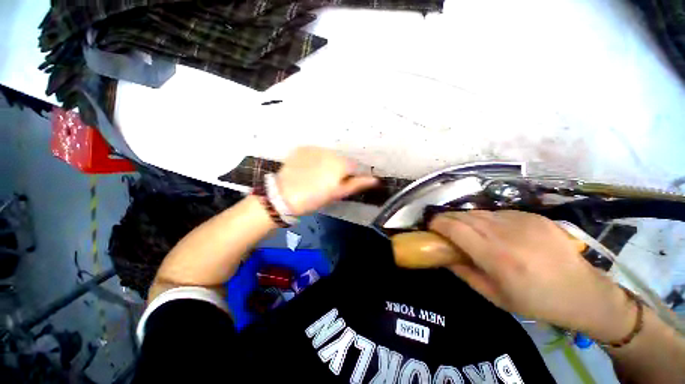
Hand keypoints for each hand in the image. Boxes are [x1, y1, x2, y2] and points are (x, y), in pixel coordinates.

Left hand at [276, 147, 377, 215]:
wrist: (284, 195)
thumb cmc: (314, 198)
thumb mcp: (337, 193)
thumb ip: (357, 184)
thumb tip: (375, 180)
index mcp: (341, 163)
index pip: (354, 166)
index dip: (350, 176)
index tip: (342, 184)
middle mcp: (330, 151)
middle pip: (341, 159)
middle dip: (338, 169)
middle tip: (328, 182)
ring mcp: (314, 148)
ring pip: (328, 155)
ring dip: (326, 163)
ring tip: (316, 175)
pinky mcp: (302, 148)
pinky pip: (314, 153)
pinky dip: (314, 159)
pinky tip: (307, 169)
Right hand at [429, 210, 635, 340]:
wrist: (585, 293)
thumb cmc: (537, 302)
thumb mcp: (494, 296)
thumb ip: (464, 273)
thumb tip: (443, 256)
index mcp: (498, 257)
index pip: (456, 228)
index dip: (438, 223)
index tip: (429, 226)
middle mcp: (508, 234)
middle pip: (465, 216)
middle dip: (448, 219)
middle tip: (443, 228)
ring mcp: (523, 221)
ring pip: (479, 212)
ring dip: (465, 219)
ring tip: (465, 229)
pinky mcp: (533, 216)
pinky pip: (498, 213)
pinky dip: (486, 220)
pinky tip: (492, 231)